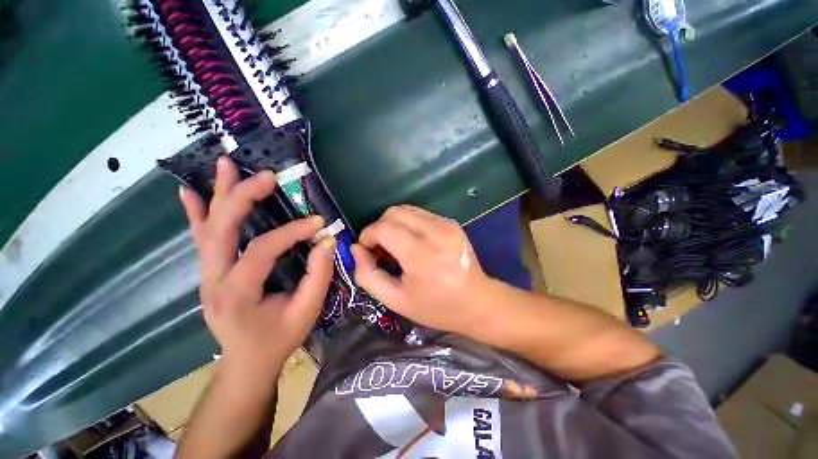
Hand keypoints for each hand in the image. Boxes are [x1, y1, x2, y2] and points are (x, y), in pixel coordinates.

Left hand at [179, 157, 335, 371]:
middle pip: (220, 230)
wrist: (246, 362)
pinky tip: (189, 192)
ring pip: (208, 228)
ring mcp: (206, 274)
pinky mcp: (209, 272)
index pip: (262, 250)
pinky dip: (195, 213)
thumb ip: (318, 277)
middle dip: (243, 197)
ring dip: (218, 194)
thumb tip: (326, 242)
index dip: (292, 232)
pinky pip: (200, 238)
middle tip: (267, 176)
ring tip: (226, 164)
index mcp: (237, 293)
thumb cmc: (277, 339)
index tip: (318, 223)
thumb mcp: (306, 312)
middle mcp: (213, 279)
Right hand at [351, 205, 489, 332]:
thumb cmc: (436, 307)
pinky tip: (412, 243)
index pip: (384, 228)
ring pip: (407, 210)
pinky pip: (421, 214)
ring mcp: (446, 224)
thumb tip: (355, 249)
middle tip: (380, 249)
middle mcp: (436, 232)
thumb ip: (368, 275)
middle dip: (380, 227)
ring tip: (396, 246)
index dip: (367, 235)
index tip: (366, 250)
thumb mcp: (395, 300)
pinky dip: (409, 224)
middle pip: (394, 212)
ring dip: (394, 224)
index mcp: (422, 255)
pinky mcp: (452, 223)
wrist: (478, 302)